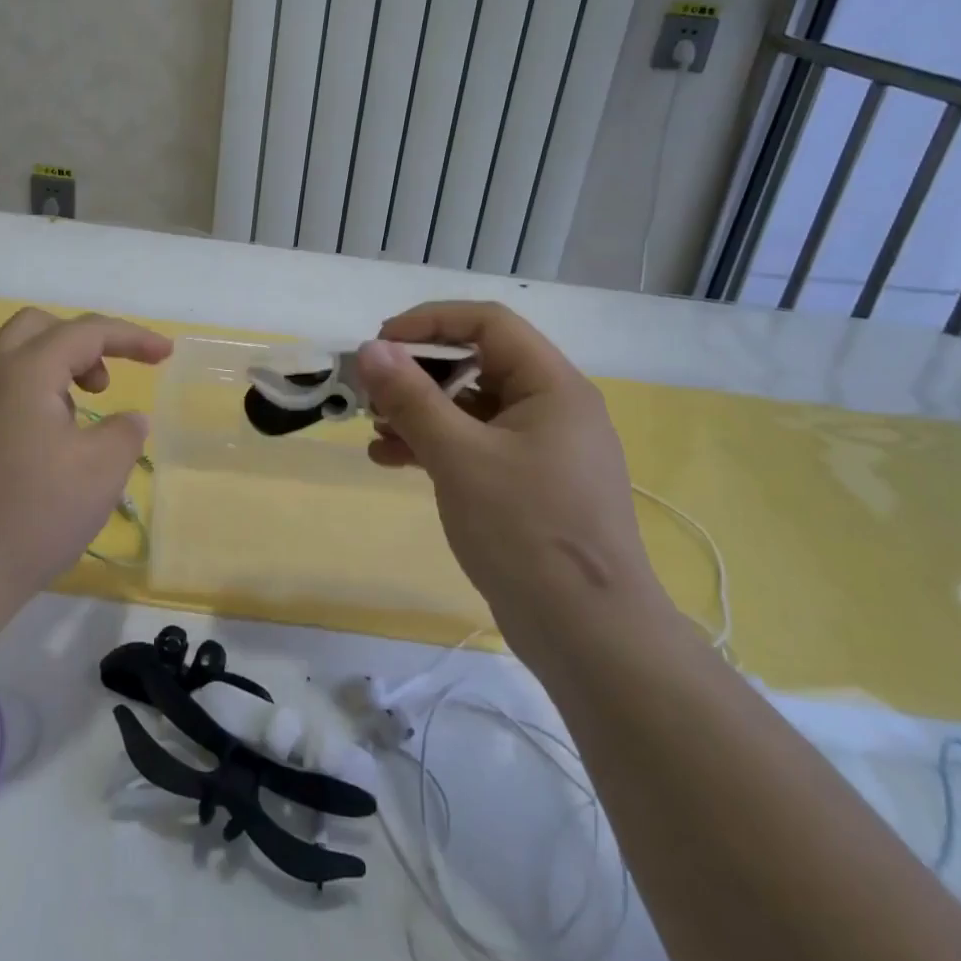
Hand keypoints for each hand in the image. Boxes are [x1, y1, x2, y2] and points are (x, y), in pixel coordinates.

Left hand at [0, 309, 171, 622]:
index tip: (166, 354)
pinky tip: (44, 448)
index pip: (85, 331)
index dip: (133, 337)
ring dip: (55, 370)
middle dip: (83, 342)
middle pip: (38, 328)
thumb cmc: (33, 516)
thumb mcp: (102, 471)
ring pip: (13, 359)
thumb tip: (126, 420)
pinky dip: (31, 396)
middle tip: (105, 383)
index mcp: (22, 372)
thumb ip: (126, 432)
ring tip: (78, 420)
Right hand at [355, 302, 662, 640]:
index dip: (429, 322)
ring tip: (374, 430)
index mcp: (551, 385)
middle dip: (419, 373)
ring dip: (420, 412)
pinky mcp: (528, 485)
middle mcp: (552, 407)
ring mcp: (542, 449)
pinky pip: (475, 446)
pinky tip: (391, 460)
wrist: (591, 637)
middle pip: (477, 363)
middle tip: (372, 392)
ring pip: (471, 407)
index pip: (488, 323)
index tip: (379, 344)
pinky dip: (435, 446)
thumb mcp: (459, 457)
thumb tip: (370, 348)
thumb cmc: (527, 531)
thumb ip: (412, 398)